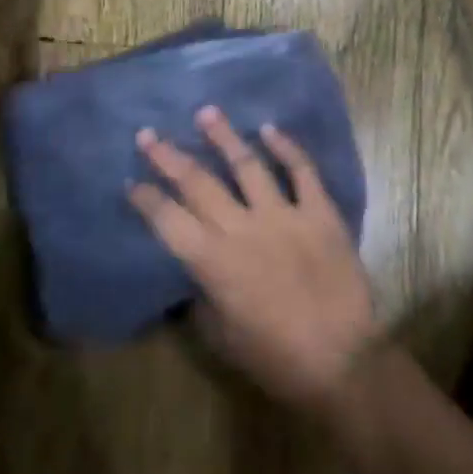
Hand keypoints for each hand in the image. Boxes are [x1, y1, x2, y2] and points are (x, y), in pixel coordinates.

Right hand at [129, 107, 379, 411]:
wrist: (341, 361)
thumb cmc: (274, 357)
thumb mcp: (220, 335)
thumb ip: (201, 296)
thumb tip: (194, 273)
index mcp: (212, 261)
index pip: (167, 219)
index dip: (145, 198)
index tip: (131, 180)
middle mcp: (241, 228)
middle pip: (197, 182)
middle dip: (168, 157)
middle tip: (148, 134)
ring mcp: (283, 215)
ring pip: (247, 165)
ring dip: (223, 137)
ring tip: (207, 112)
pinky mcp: (320, 214)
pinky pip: (302, 172)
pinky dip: (287, 148)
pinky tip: (270, 129)